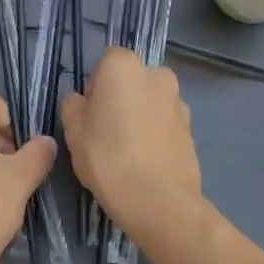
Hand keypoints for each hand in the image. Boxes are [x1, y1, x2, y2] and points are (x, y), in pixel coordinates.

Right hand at [60, 48, 203, 244]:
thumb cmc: (108, 158)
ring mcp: (178, 101)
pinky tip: (145, 160)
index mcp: (124, 67)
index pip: (106, 61)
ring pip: (150, 101)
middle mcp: (156, 74)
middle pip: (131, 79)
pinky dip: (155, 133)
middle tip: (105, 131)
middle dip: (120, 97)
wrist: (159, 201)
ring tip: (127, 150)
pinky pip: (165, 122)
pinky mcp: (191, 128)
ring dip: (139, 115)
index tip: (89, 112)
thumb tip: (80, 100)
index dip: (95, 85)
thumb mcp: (73, 132)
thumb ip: (73, 106)